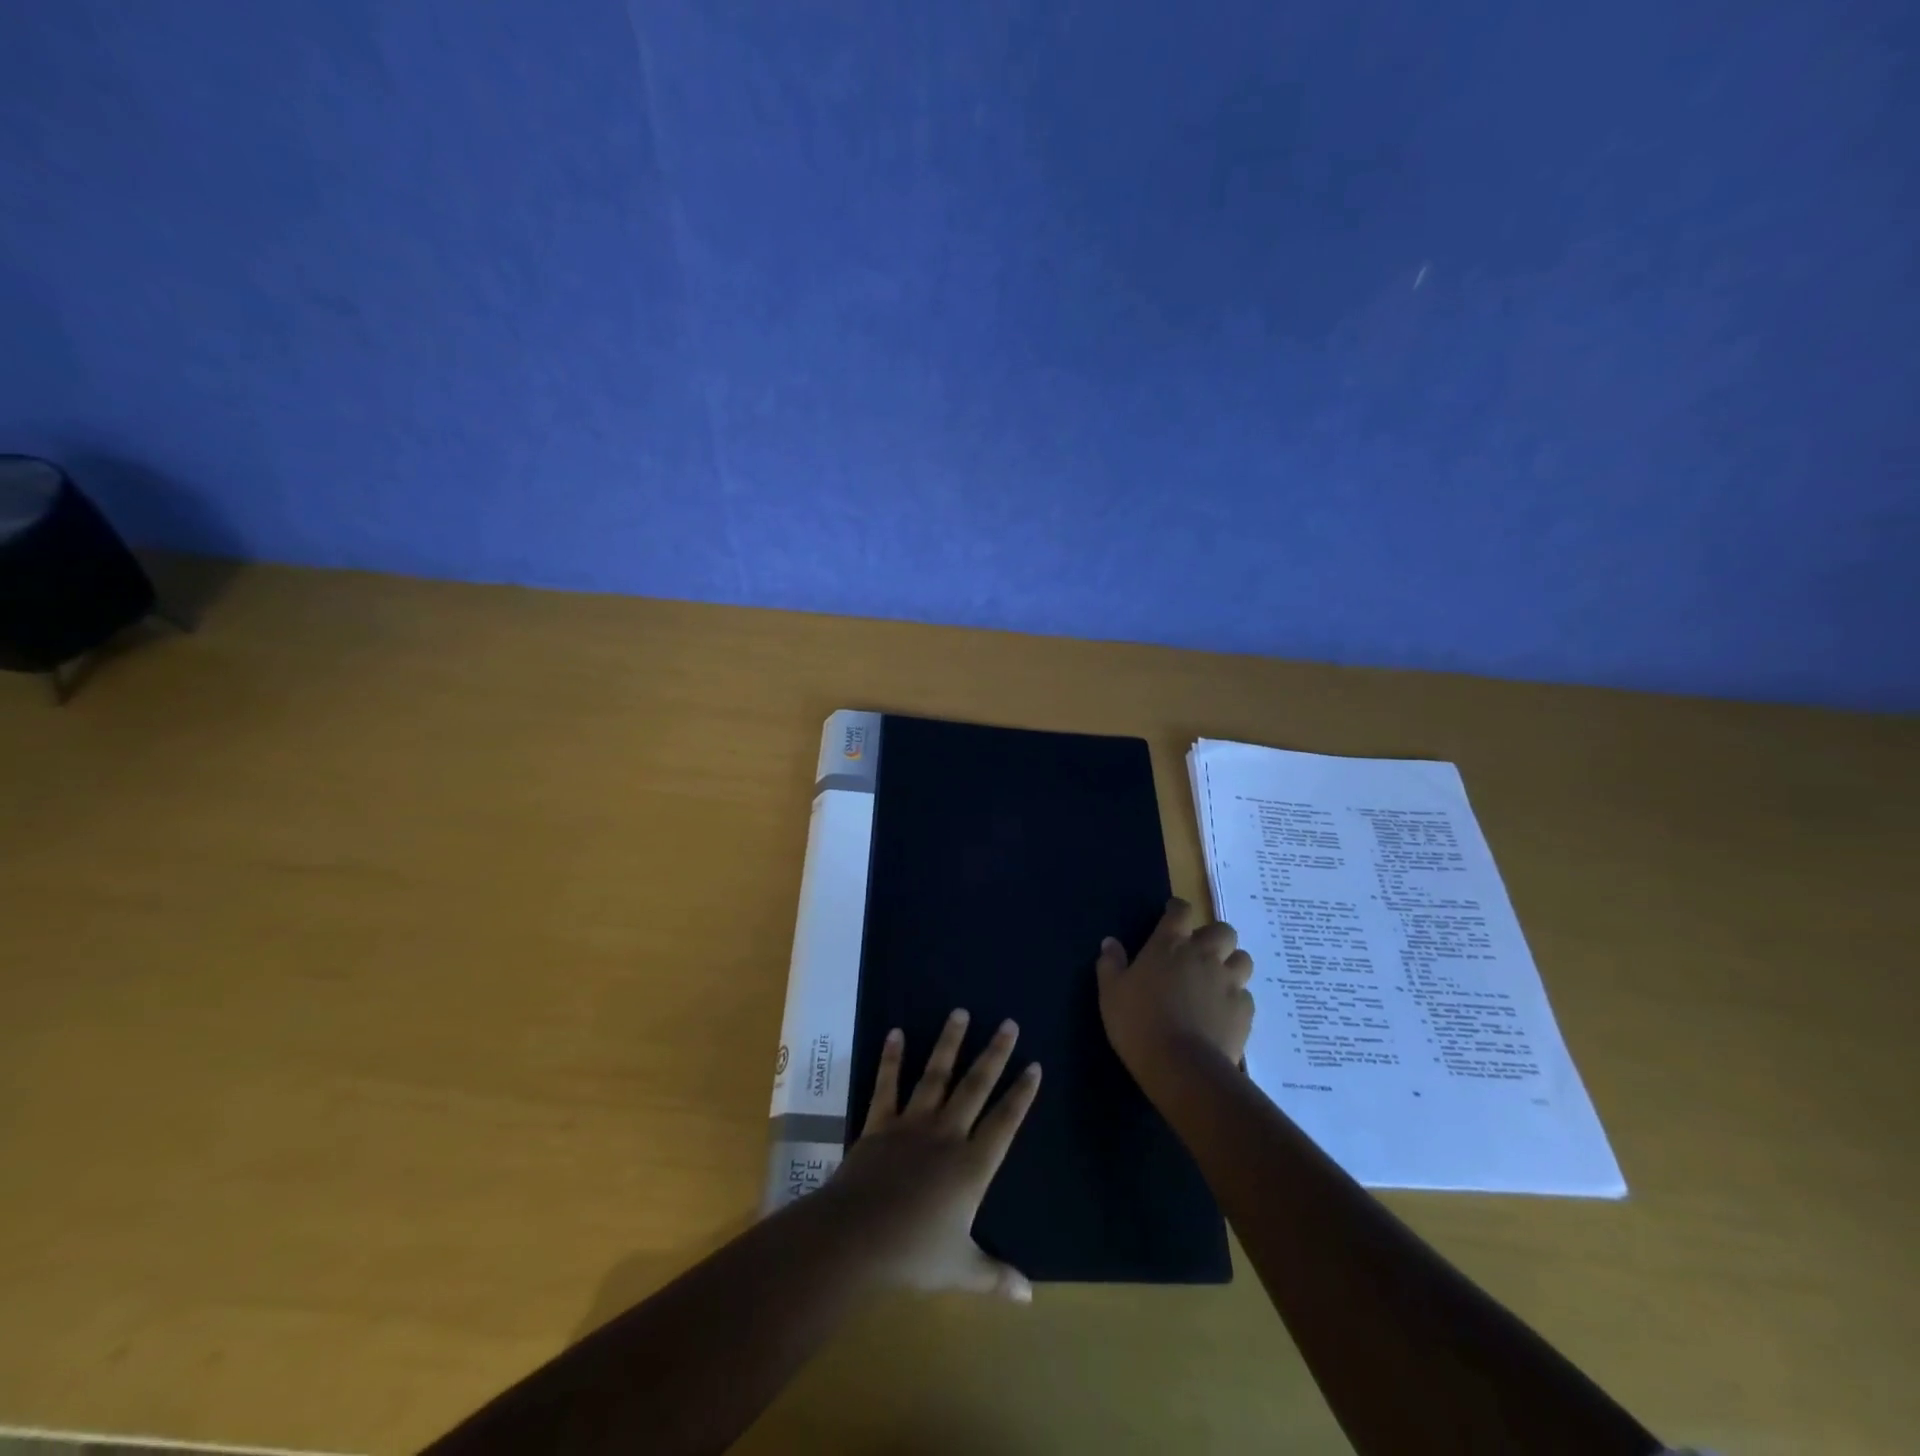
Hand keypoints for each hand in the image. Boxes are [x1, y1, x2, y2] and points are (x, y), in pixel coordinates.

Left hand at [827, 1009, 1041, 1301]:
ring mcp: (912, 1124)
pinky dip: (891, 1058)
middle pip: (976, 1087)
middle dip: (994, 1054)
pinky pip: (888, 1085)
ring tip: (960, 1012)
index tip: (1035, 1065)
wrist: (856, 1238)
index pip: (1005, 1123)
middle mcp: (947, 1135)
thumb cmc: (913, 1255)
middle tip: (1009, 1024)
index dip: (1021, 1094)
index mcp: (971, 1166)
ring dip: (949, 1043)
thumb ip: (996, 1277)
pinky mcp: (880, 1124)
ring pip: (936, 1075)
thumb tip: (1030, 1296)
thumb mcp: (961, 1270)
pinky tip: (896, 1032)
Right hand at [1096, 898, 1254, 1079]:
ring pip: (1242, 959)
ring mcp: (1228, 981)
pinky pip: (1246, 995)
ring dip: (1231, 964)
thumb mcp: (1111, 993)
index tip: (1173, 914)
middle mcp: (1203, 955)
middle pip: (1222, 930)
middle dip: (1214, 937)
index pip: (1181, 911)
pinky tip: (1223, 1013)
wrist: (1181, 1066)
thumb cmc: (1138, 1023)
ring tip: (1218, 980)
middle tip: (1200, 953)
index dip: (1178, 909)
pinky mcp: (1245, 1010)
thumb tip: (1110, 942)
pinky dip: (1235, 999)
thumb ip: (1111, 964)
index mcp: (1169, 944)